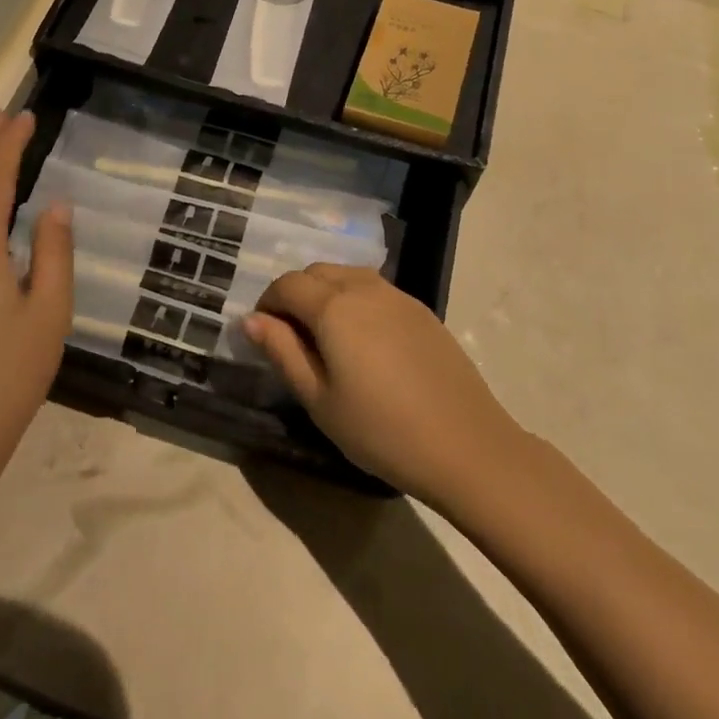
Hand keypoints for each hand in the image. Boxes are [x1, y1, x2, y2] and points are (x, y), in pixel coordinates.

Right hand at [243, 265, 520, 508]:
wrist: (467, 446)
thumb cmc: (381, 430)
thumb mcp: (319, 399)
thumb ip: (282, 352)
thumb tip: (251, 320)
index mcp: (333, 306)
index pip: (287, 285)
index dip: (267, 303)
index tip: (262, 333)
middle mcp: (364, 288)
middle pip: (317, 272)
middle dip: (295, 294)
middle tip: (291, 336)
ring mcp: (397, 296)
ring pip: (347, 276)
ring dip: (325, 293)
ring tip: (325, 337)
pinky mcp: (421, 310)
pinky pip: (375, 290)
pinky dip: (355, 300)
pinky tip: (363, 341)